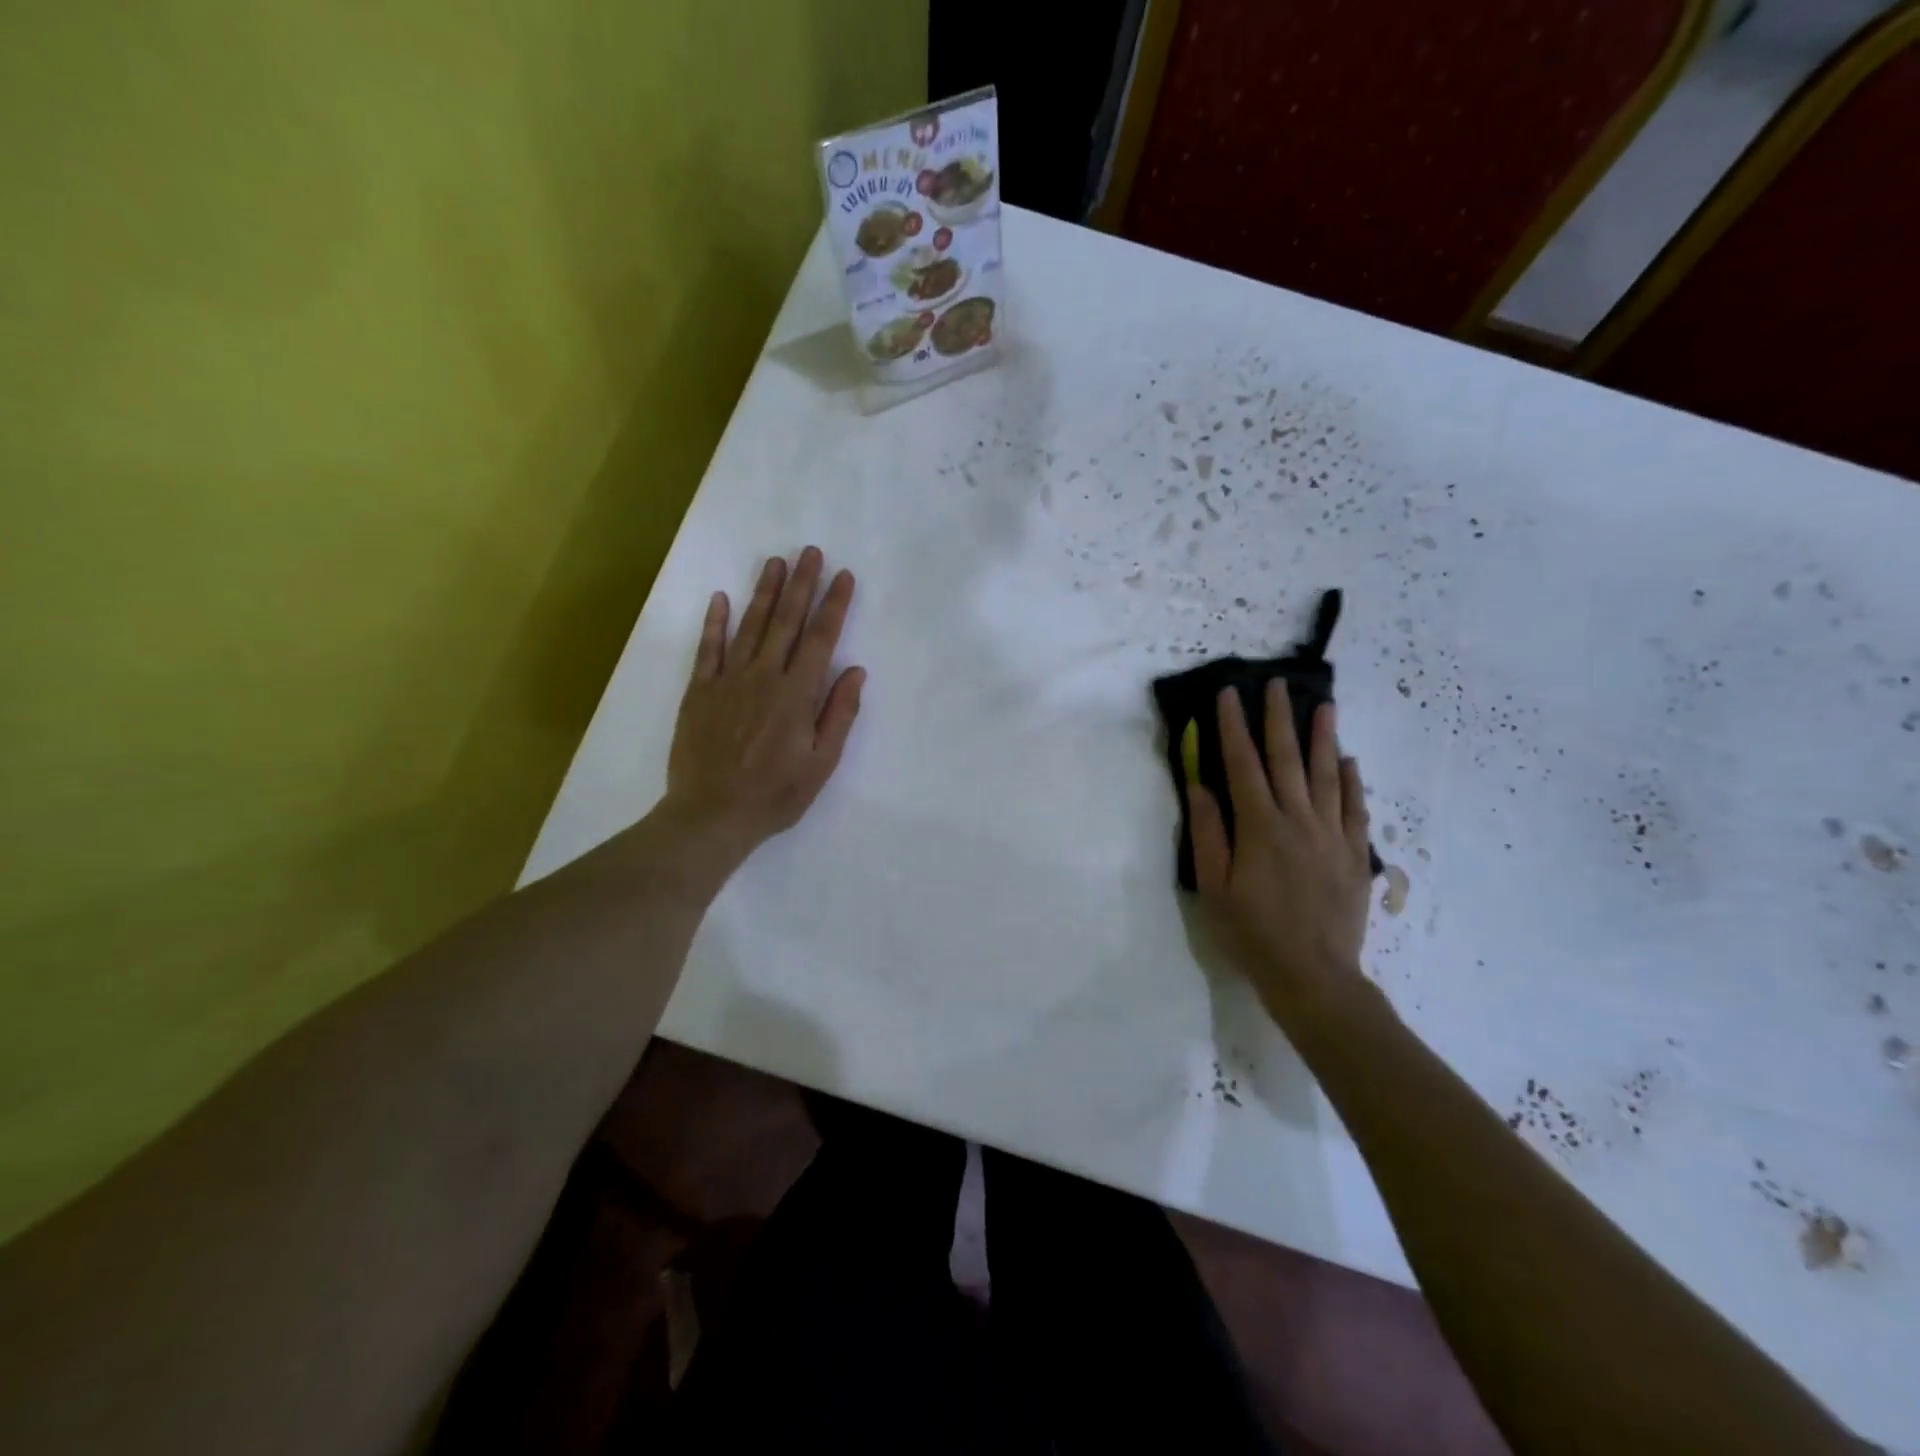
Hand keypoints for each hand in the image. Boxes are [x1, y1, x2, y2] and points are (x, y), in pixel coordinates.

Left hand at [663, 547, 864, 863]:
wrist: (711, 814)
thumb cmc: (775, 795)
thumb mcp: (821, 763)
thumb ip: (838, 714)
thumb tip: (855, 670)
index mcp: (797, 694)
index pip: (820, 639)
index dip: (834, 605)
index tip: (843, 576)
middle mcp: (763, 677)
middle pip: (786, 622)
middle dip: (802, 584)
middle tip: (810, 551)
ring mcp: (728, 681)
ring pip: (750, 626)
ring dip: (765, 592)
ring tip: (776, 562)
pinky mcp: (699, 691)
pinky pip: (707, 649)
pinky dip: (714, 622)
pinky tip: (721, 598)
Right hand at [1187, 681, 1373, 1019]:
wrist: (1314, 975)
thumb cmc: (1252, 932)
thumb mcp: (1214, 886)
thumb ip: (1208, 833)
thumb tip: (1199, 786)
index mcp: (1259, 826)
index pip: (1242, 764)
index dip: (1233, 726)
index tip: (1229, 694)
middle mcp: (1298, 820)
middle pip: (1287, 759)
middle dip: (1279, 718)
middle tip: (1278, 684)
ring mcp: (1332, 835)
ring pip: (1327, 775)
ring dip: (1323, 737)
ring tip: (1324, 705)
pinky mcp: (1354, 854)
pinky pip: (1355, 808)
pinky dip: (1352, 781)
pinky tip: (1349, 761)